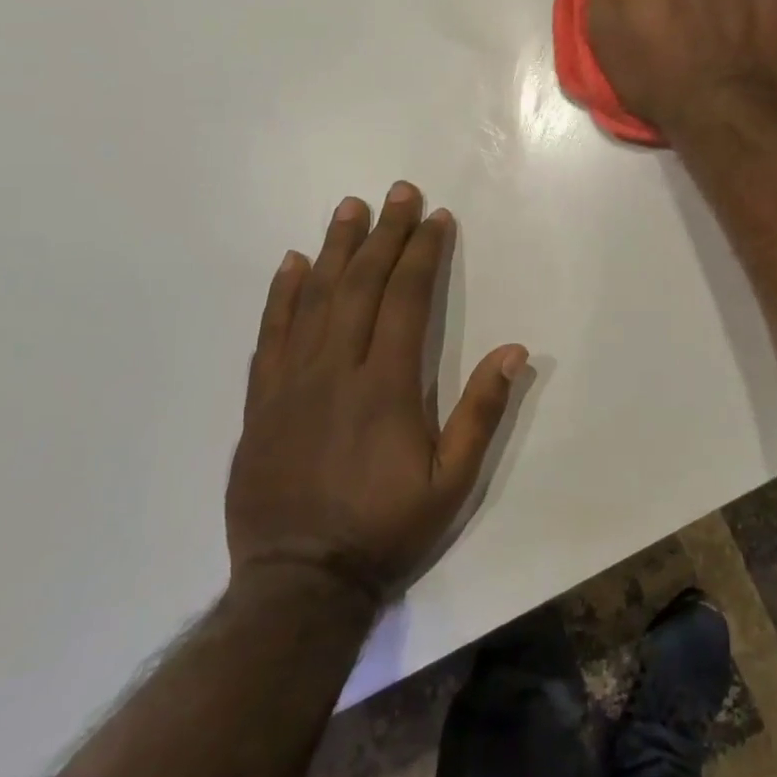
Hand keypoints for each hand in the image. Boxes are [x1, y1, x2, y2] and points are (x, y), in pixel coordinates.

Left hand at [226, 183, 527, 603]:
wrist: (299, 584)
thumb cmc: (386, 529)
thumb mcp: (452, 482)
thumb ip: (482, 413)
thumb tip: (515, 350)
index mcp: (387, 386)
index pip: (407, 299)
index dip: (422, 253)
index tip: (435, 218)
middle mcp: (337, 370)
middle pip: (361, 285)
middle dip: (384, 234)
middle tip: (398, 192)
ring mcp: (292, 383)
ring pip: (314, 299)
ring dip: (336, 248)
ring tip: (350, 208)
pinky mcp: (261, 402)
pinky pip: (271, 334)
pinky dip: (282, 294)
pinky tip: (293, 263)